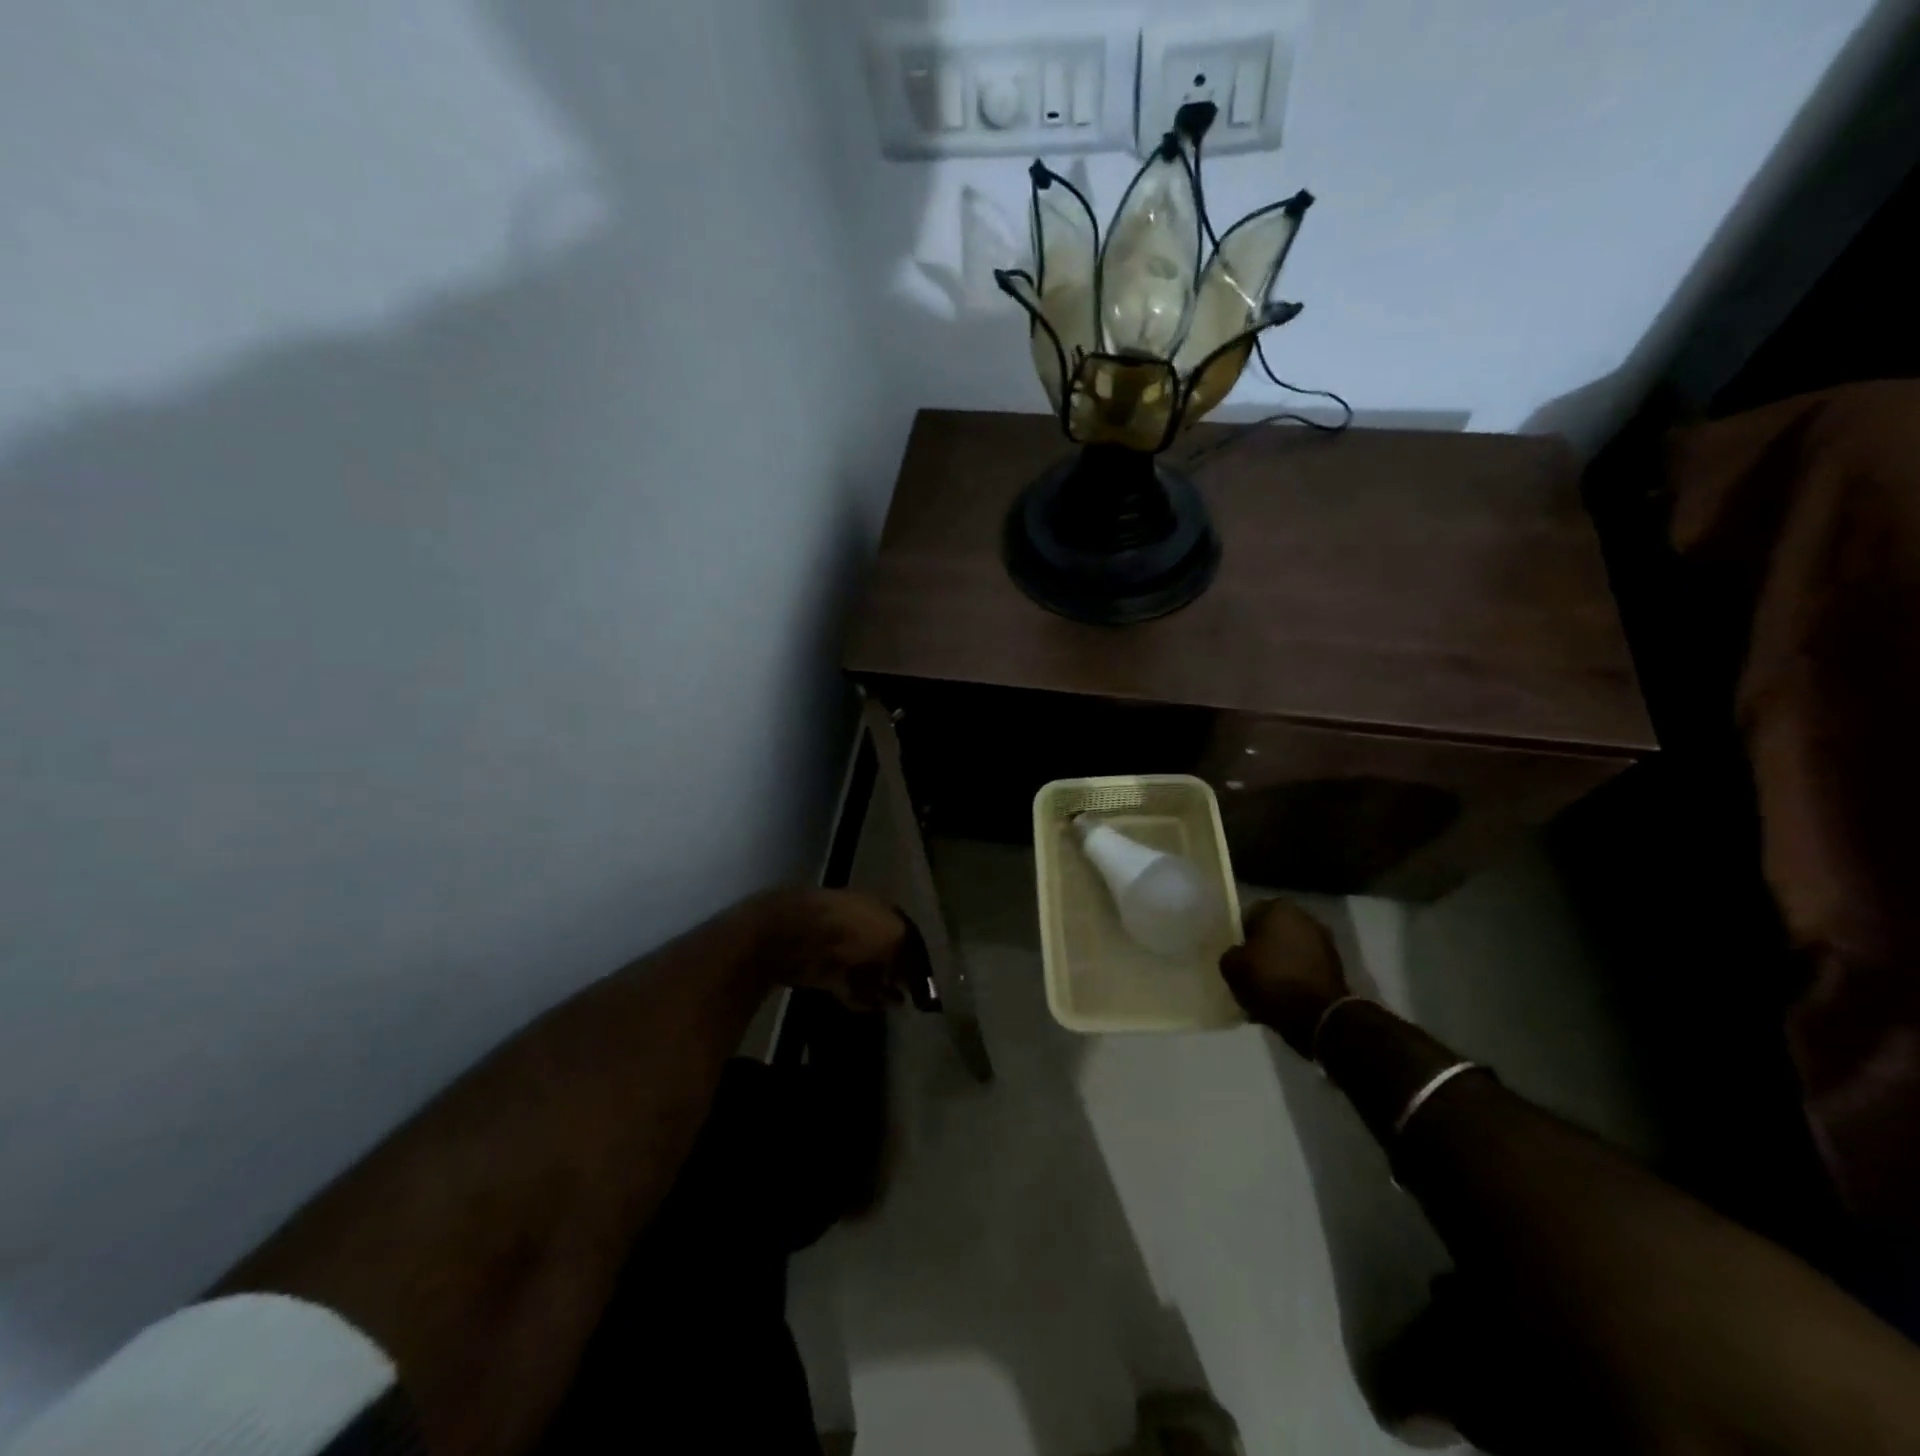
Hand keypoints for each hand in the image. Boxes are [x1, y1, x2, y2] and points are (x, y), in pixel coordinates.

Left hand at [754, 888, 911, 1011]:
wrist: (799, 935)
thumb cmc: (854, 929)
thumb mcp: (895, 936)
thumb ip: (909, 955)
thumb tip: (914, 975)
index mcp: (881, 908)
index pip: (907, 932)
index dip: (918, 956)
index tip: (928, 980)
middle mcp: (863, 924)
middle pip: (887, 952)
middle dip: (900, 974)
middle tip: (913, 997)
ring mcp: (842, 948)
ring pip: (869, 970)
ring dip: (882, 988)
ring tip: (896, 1006)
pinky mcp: (824, 970)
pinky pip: (849, 985)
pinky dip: (860, 997)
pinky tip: (871, 1009)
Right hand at [1220, 897, 1348, 1054]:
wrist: (1319, 1016)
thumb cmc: (1270, 980)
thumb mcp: (1232, 967)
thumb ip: (1231, 953)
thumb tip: (1238, 955)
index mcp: (1278, 908)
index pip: (1249, 915)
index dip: (1239, 935)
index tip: (1235, 955)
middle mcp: (1305, 917)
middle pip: (1273, 931)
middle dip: (1263, 947)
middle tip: (1249, 969)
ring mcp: (1325, 941)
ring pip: (1291, 949)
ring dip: (1280, 962)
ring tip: (1267, 986)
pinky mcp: (1337, 966)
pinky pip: (1306, 966)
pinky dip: (1296, 976)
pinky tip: (1285, 995)